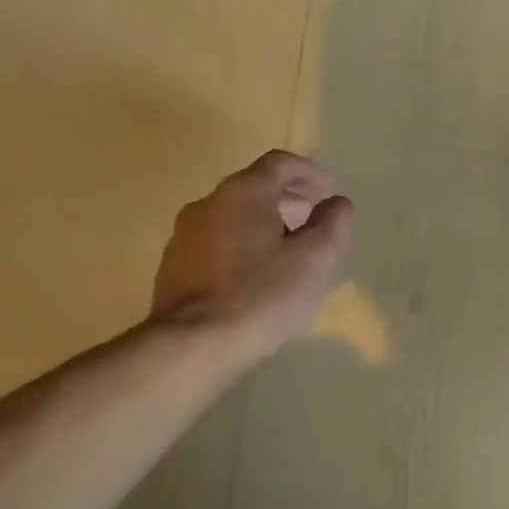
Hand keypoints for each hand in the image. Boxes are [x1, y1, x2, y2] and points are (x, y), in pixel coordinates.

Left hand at [151, 151, 353, 363]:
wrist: (192, 345)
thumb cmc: (264, 293)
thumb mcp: (319, 257)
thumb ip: (334, 222)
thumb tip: (335, 203)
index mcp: (244, 192)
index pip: (281, 163)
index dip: (311, 173)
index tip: (329, 195)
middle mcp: (208, 203)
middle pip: (255, 187)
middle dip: (289, 200)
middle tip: (313, 223)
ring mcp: (184, 235)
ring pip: (234, 216)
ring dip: (264, 224)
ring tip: (288, 254)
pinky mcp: (173, 266)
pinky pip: (216, 242)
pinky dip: (242, 246)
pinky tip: (256, 278)